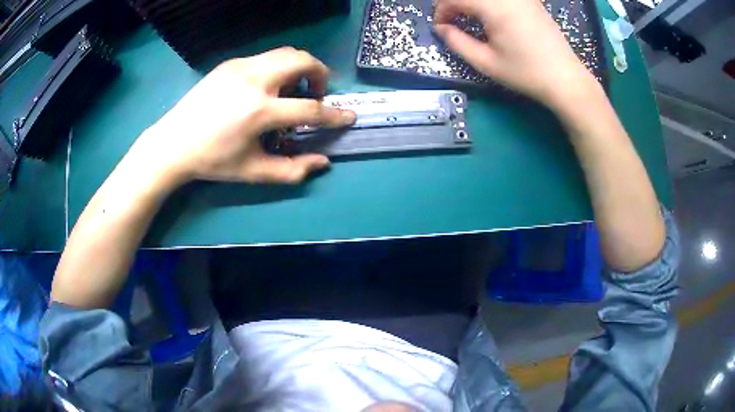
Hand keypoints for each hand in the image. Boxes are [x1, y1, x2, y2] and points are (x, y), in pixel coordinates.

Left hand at [129, 47, 354, 187]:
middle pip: (303, 60)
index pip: (310, 108)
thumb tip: (323, 162)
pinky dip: (278, 67)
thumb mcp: (253, 172)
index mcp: (259, 111)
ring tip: (292, 89)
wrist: (173, 143)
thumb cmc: (213, 161)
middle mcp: (254, 80)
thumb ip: (292, 170)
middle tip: (316, 94)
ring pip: (286, 53)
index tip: (348, 117)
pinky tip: (267, 87)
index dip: (334, 115)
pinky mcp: (231, 63)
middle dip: (320, 75)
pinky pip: (266, 57)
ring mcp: (241, 67)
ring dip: (300, 68)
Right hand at [433, 0, 596, 106]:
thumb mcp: (486, 62)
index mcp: (493, 6)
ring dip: (472, 4)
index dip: (441, 11)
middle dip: (454, 4)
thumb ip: (457, 42)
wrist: (565, 79)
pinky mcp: (530, 0)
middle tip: (453, 22)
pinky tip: (491, 16)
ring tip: (471, 19)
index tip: (442, 28)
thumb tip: (441, 29)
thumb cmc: (526, 73)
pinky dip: (489, 4)